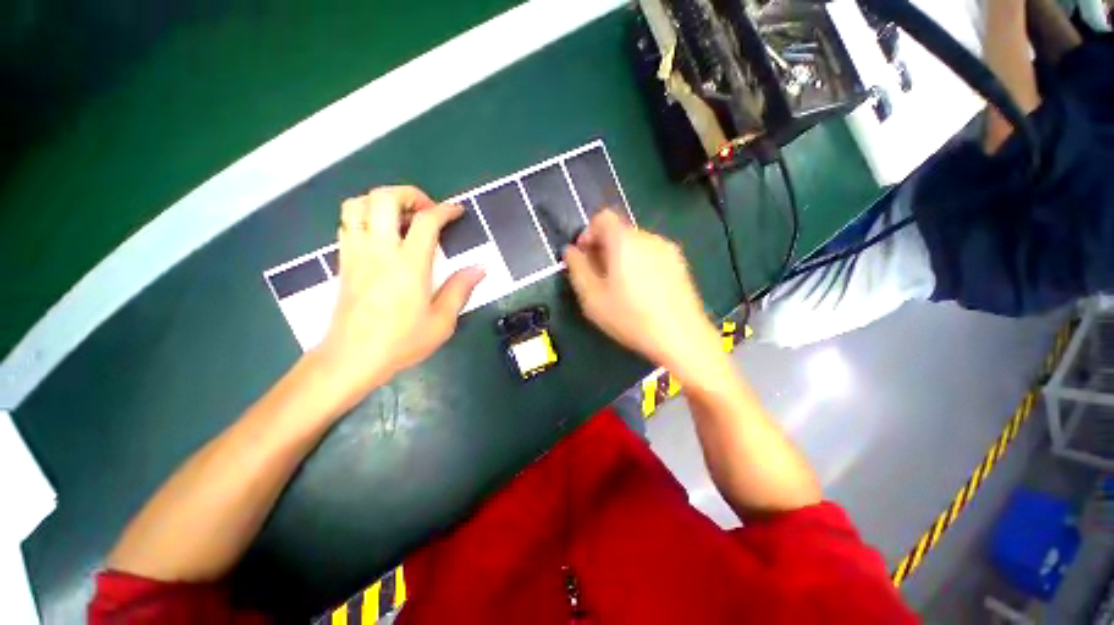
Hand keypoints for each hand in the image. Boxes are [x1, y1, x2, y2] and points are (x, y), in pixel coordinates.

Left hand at [311, 186, 484, 408]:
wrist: (352, 357)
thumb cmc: (402, 341)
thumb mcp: (442, 321)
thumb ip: (460, 289)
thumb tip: (479, 269)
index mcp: (409, 265)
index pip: (427, 222)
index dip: (445, 210)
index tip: (457, 211)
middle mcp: (379, 251)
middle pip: (384, 198)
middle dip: (409, 194)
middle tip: (428, 210)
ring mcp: (357, 253)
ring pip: (358, 204)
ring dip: (382, 201)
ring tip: (403, 217)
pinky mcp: (344, 261)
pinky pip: (348, 222)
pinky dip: (366, 216)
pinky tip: (383, 234)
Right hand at [564, 211, 722, 377]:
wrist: (681, 337)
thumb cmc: (631, 317)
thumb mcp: (592, 297)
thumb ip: (577, 269)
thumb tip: (571, 251)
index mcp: (624, 241)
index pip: (602, 218)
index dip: (588, 233)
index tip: (584, 257)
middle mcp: (648, 237)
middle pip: (619, 231)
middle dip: (603, 249)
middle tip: (598, 277)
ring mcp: (668, 250)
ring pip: (636, 244)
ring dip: (621, 257)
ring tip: (620, 287)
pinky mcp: (680, 264)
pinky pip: (652, 255)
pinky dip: (639, 264)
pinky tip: (641, 291)